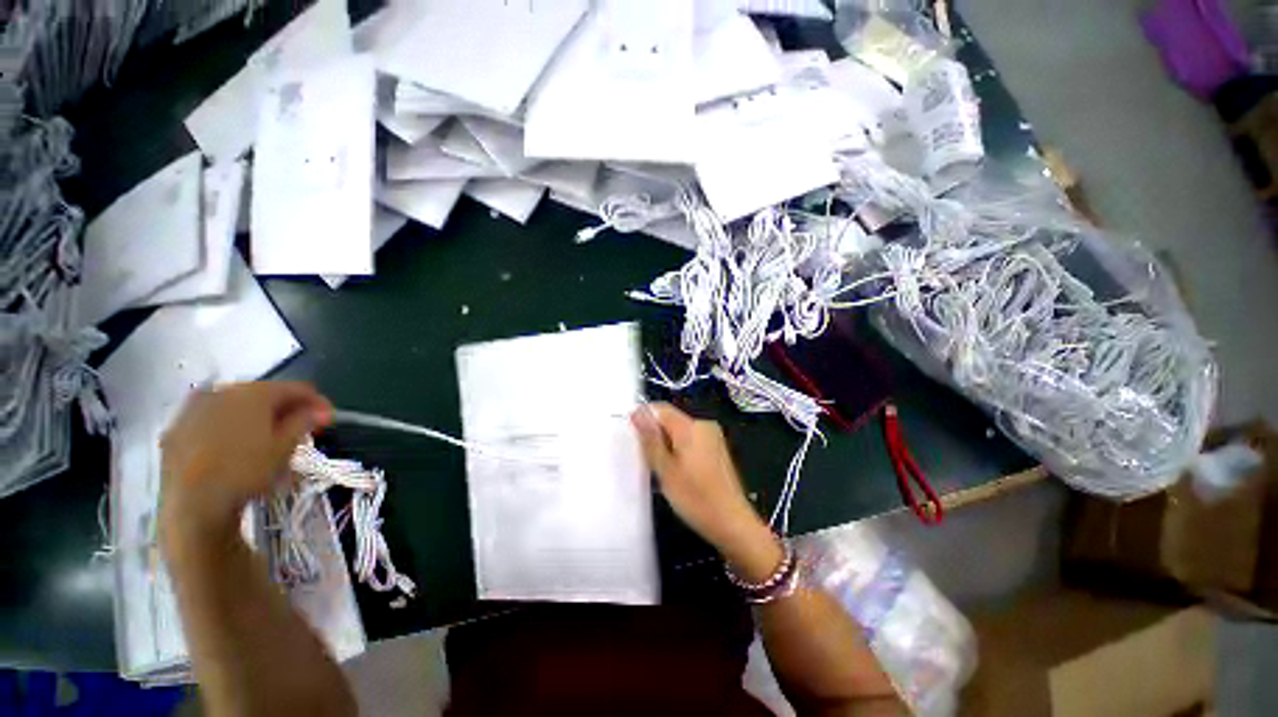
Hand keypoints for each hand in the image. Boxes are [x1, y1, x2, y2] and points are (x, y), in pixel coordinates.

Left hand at [159, 382, 331, 550]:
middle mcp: (222, 391)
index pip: (296, 388)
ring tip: (267, 439)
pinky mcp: (175, 429)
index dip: (317, 402)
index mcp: (254, 392)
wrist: (191, 504)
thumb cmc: (246, 472)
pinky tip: (235, 447)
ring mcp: (193, 409)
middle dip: (284, 410)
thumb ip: (304, 422)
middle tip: (300, 430)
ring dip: (256, 418)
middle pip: (263, 394)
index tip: (328, 419)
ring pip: (234, 406)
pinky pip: (210, 420)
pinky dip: (229, 428)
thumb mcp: (285, 448)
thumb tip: (317, 411)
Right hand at [631, 403, 781, 579]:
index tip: (632, 437)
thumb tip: (638, 412)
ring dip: (667, 444)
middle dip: (655, 434)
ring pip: (680, 431)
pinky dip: (680, 450)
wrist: (732, 522)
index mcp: (690, 427)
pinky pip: (691, 440)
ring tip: (662, 469)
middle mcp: (704, 425)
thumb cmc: (695, 498)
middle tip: (647, 460)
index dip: (643, 417)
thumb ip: (650, 439)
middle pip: (671, 419)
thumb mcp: (665, 470)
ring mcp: (713, 437)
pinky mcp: (717, 449)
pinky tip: (679, 472)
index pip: (660, 408)